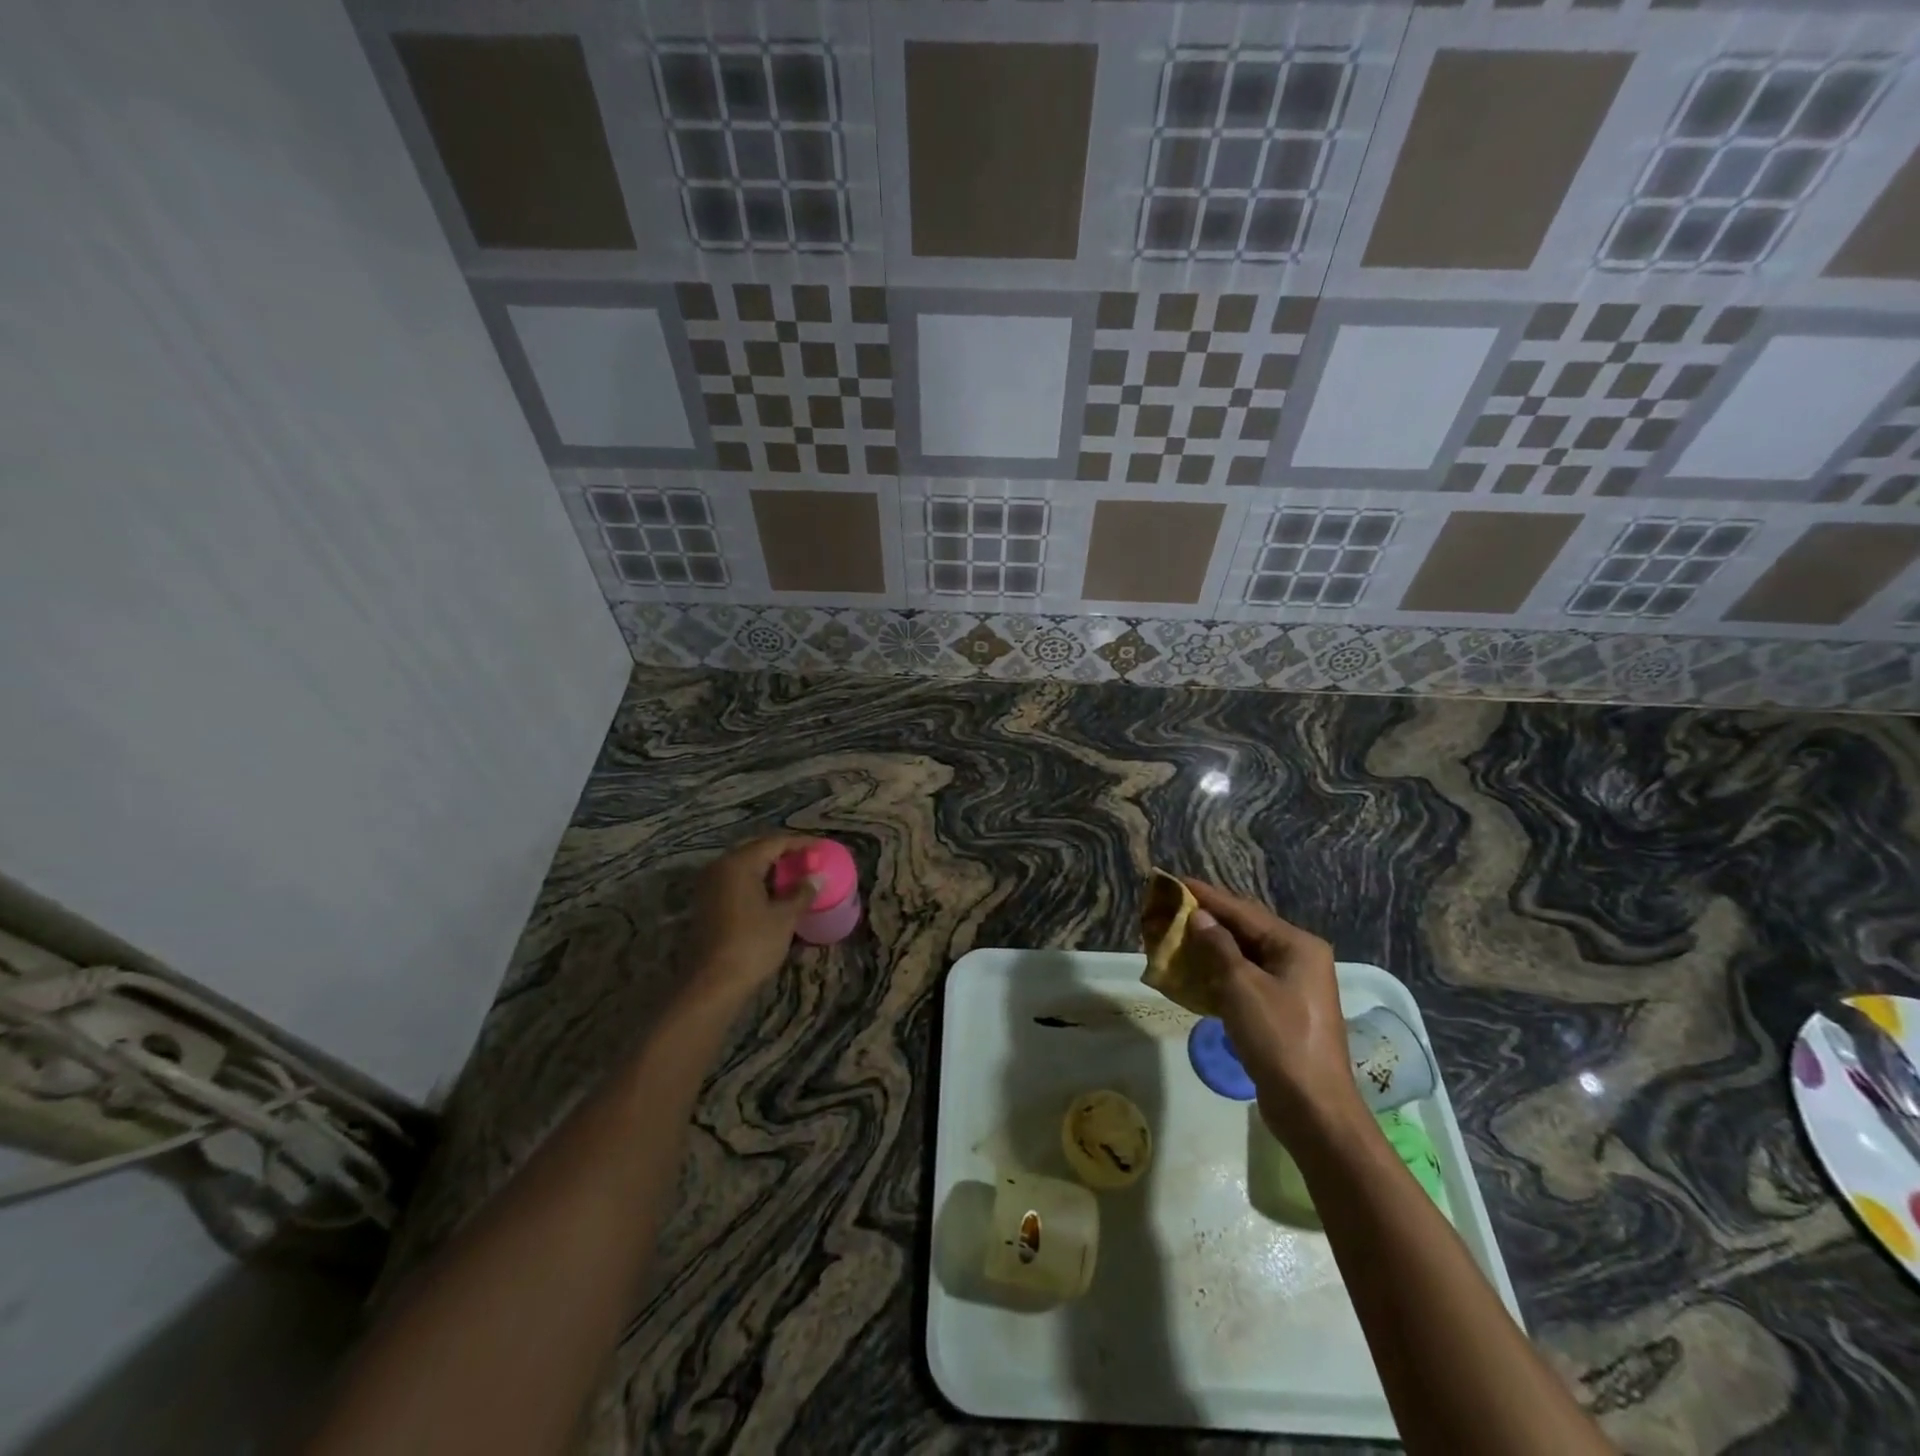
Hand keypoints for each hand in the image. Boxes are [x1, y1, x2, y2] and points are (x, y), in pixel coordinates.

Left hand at [683, 836, 822, 1005]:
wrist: (712, 984)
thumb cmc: (752, 944)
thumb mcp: (784, 918)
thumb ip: (802, 892)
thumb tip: (817, 877)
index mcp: (739, 863)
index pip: (775, 842)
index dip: (801, 843)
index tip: (822, 848)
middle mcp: (720, 867)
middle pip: (757, 850)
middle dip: (784, 853)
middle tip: (809, 860)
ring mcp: (710, 885)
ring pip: (745, 866)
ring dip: (770, 868)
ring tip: (795, 875)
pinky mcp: (706, 903)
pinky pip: (736, 881)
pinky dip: (756, 881)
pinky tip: (774, 893)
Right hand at [1180, 878, 1366, 1143]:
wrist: (1313, 1108)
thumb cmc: (1279, 1039)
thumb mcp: (1241, 986)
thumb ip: (1218, 947)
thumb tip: (1200, 917)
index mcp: (1296, 945)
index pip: (1243, 911)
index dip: (1207, 896)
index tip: (1174, 882)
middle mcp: (1299, 959)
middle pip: (1246, 930)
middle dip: (1208, 921)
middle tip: (1170, 910)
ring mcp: (1294, 987)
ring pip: (1244, 956)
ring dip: (1211, 948)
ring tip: (1176, 938)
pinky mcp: (1284, 1012)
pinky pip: (1247, 980)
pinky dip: (1221, 974)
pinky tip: (1195, 974)